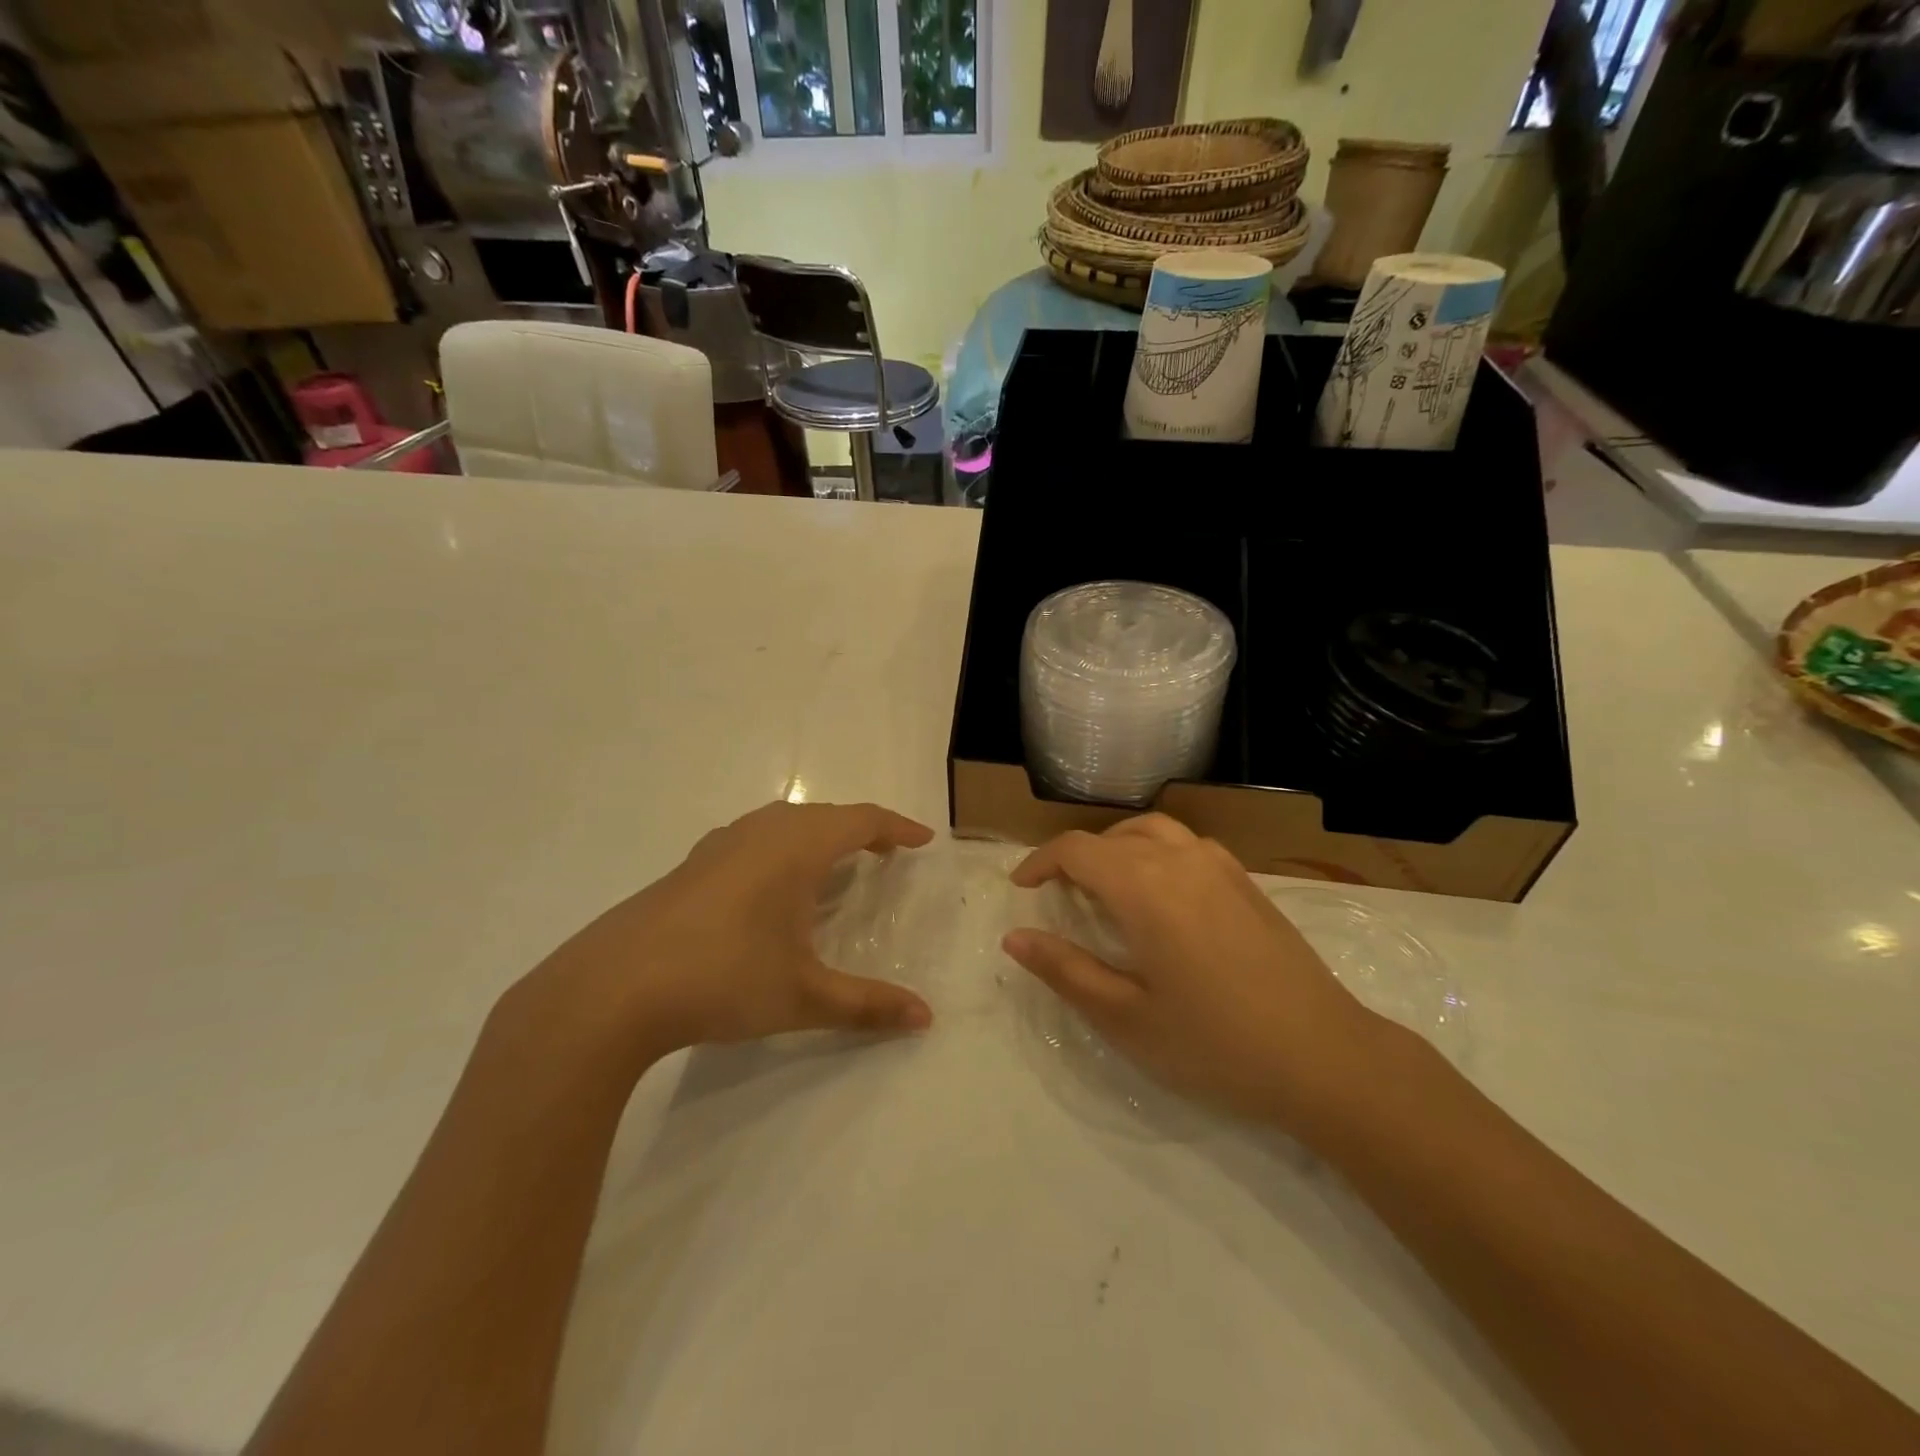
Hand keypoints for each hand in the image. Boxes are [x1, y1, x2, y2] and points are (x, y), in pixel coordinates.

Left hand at [507, 801, 935, 1074]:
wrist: (613, 988)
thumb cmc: (723, 979)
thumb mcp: (804, 997)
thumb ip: (867, 1005)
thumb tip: (925, 1019)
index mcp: (796, 848)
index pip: (860, 820)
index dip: (896, 826)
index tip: (923, 840)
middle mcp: (761, 833)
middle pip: (824, 815)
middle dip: (860, 829)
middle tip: (886, 853)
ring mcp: (720, 846)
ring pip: (784, 823)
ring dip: (818, 835)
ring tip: (835, 865)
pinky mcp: (690, 865)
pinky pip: (754, 839)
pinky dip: (782, 848)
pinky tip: (771, 887)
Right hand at [1002, 815, 1386, 1126]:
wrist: (1326, 1056)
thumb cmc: (1216, 1043)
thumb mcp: (1126, 1018)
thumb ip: (1065, 971)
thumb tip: (1015, 937)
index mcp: (1144, 887)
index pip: (1076, 850)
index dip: (1040, 862)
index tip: (1021, 888)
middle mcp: (1180, 859)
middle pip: (1111, 836)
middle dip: (1075, 857)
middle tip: (1057, 895)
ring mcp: (1220, 865)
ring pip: (1152, 831)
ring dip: (1116, 847)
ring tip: (1103, 885)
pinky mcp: (1247, 881)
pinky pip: (1186, 844)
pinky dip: (1154, 851)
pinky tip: (1160, 894)